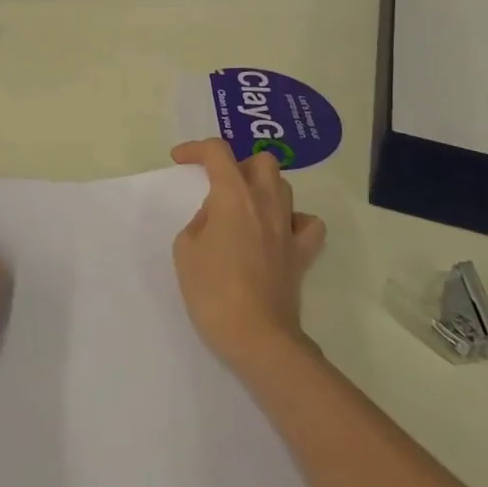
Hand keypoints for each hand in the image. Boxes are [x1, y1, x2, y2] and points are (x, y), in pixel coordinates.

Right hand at [170, 139, 326, 375]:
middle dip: (237, 164)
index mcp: (233, 196)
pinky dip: (293, 219)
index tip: (180, 160)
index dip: (196, 149)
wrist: (257, 337)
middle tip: (218, 184)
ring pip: (283, 186)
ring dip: (262, 187)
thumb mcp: (185, 250)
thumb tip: (216, 217)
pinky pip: (307, 223)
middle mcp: (265, 203)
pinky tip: (278, 230)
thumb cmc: (213, 292)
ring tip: (243, 207)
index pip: (217, 153)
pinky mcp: (301, 254)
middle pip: (261, 161)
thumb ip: (199, 222)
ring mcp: (288, 228)